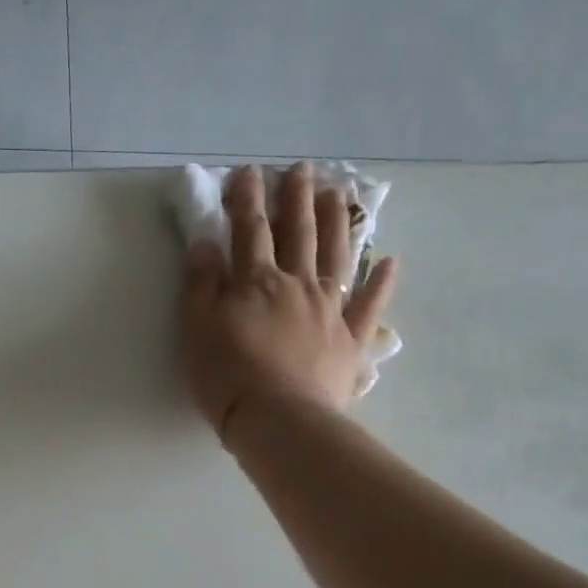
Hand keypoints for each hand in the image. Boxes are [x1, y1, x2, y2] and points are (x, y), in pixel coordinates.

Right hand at [181, 162, 398, 435]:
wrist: (277, 419)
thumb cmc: (227, 376)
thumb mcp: (197, 328)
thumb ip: (201, 284)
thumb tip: (204, 243)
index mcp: (256, 282)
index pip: (249, 230)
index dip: (246, 199)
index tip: (247, 172)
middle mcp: (297, 285)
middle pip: (297, 233)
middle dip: (296, 198)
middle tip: (301, 168)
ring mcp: (329, 310)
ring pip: (335, 256)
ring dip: (336, 223)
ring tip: (337, 194)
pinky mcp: (350, 340)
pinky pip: (369, 306)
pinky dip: (382, 283)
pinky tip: (390, 261)